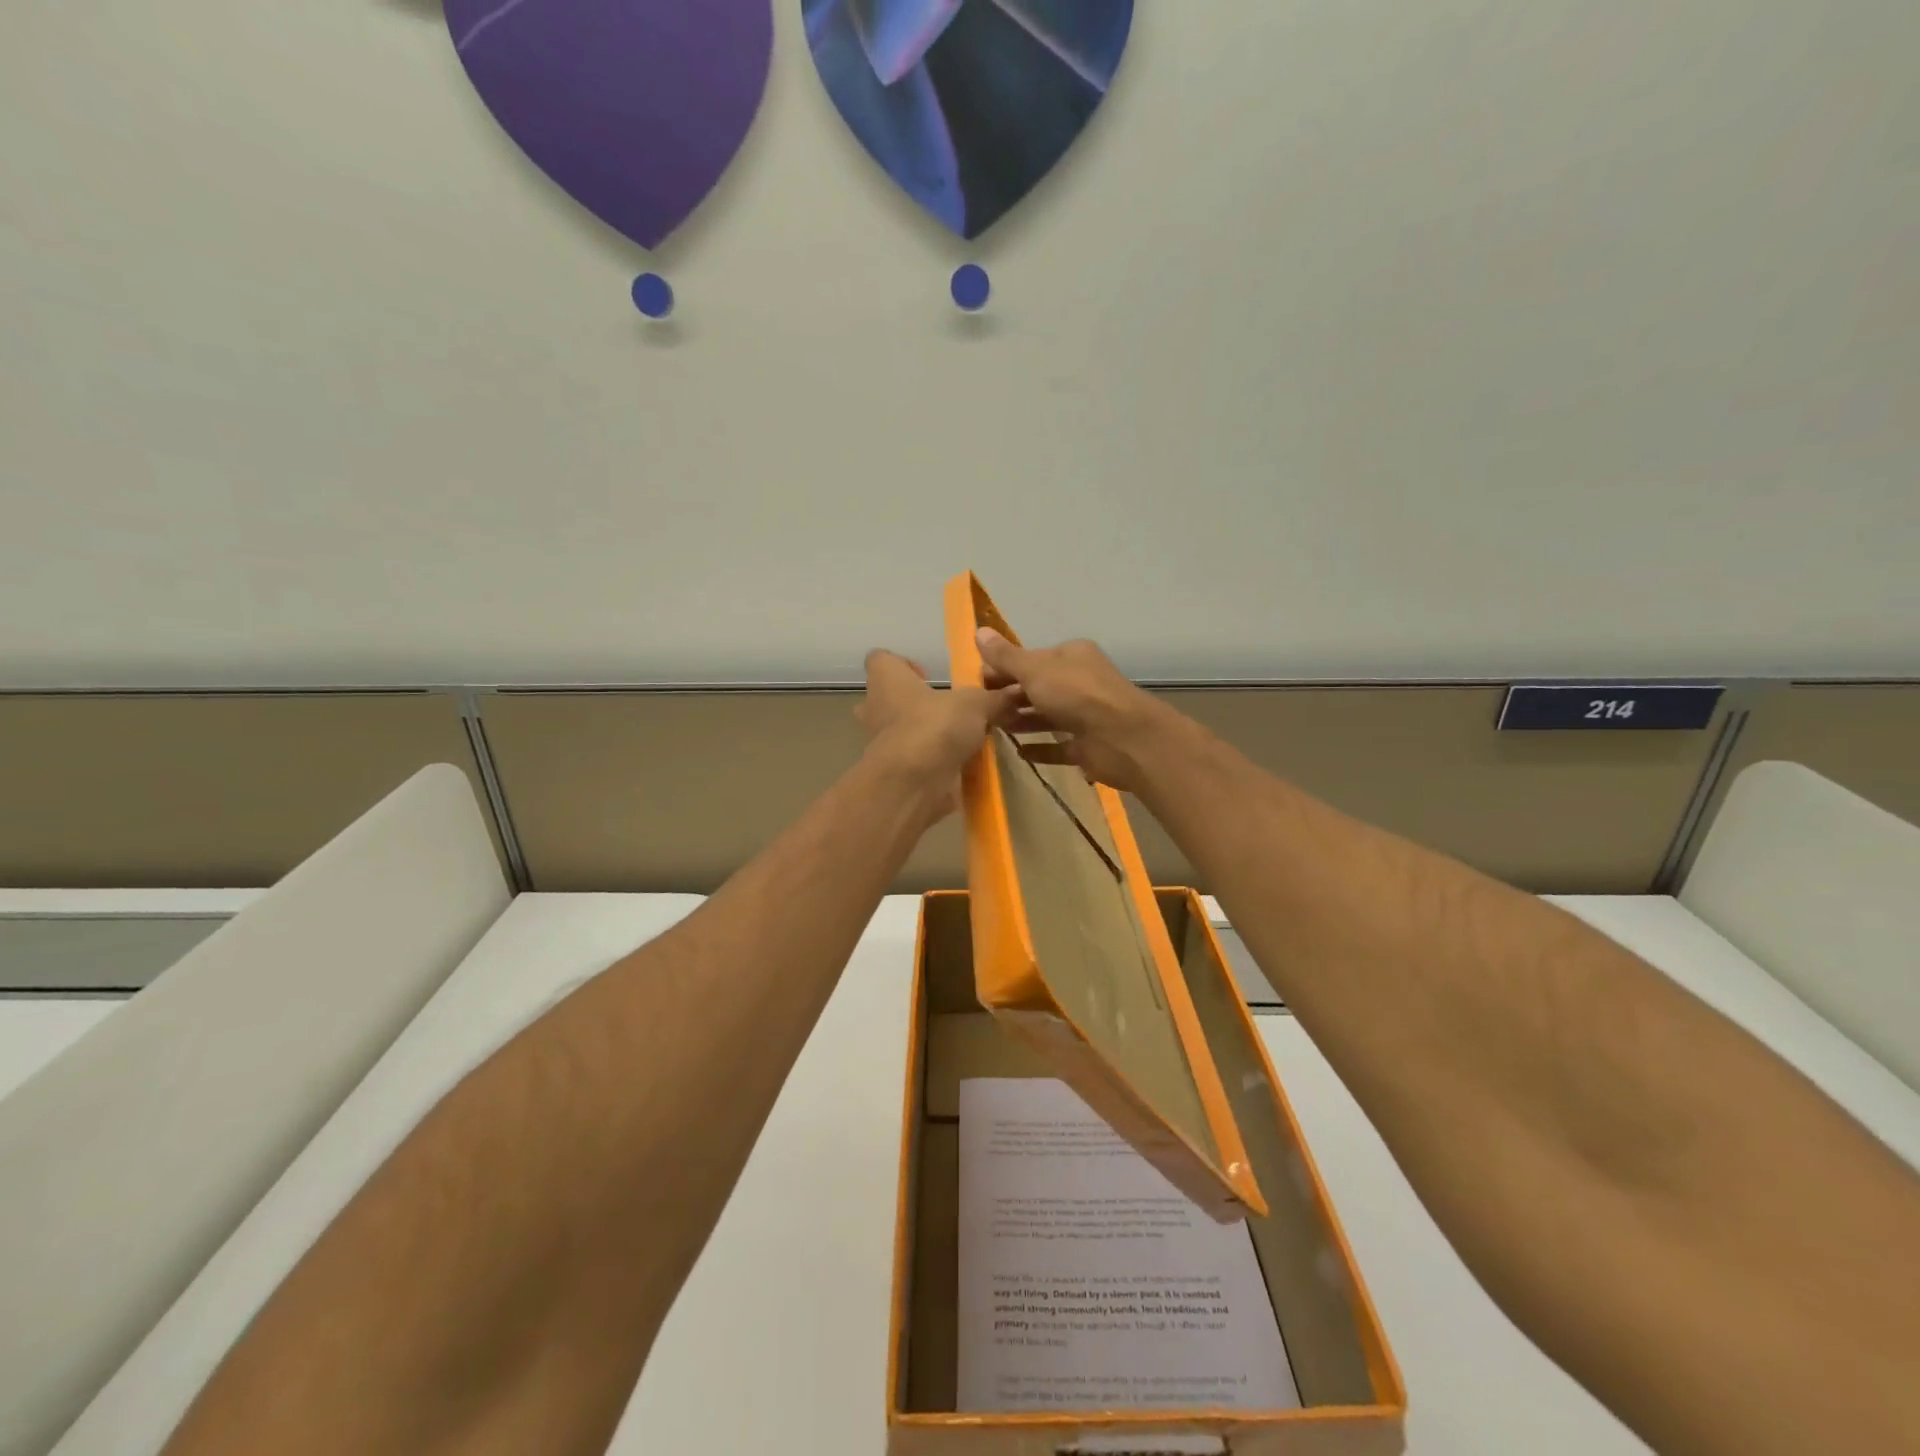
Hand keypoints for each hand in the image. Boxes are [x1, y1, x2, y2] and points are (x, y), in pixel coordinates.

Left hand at [856, 650, 1020, 820]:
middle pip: (889, 698)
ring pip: (901, 732)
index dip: (903, 664)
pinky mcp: (894, 773)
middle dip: (916, 703)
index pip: (881, 659)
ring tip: (961, 738)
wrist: (913, 785)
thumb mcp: (976, 704)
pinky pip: (914, 761)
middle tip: (948, 709)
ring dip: (927, 734)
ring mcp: (881, 744)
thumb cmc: (935, 727)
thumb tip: (1018, 691)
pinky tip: (961, 764)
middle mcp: (876, 709)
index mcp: (886, 680)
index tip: (928, 675)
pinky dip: (932, 762)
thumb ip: (995, 698)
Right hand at [974, 629, 1168, 791]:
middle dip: (1010, 696)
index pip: (1031, 659)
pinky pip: (1059, 745)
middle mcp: (1080, 682)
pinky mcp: (1088, 745)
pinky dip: (1040, 748)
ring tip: (993, 729)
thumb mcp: (1035, 670)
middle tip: (981, 709)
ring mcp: (1085, 714)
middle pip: (1038, 687)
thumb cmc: (1077, 695)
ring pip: (1047, 715)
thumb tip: (978, 630)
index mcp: (1072, 656)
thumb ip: (1006, 656)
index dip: (1004, 668)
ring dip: (1022, 720)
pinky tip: (1019, 753)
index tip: (978, 683)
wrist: (1123, 738)